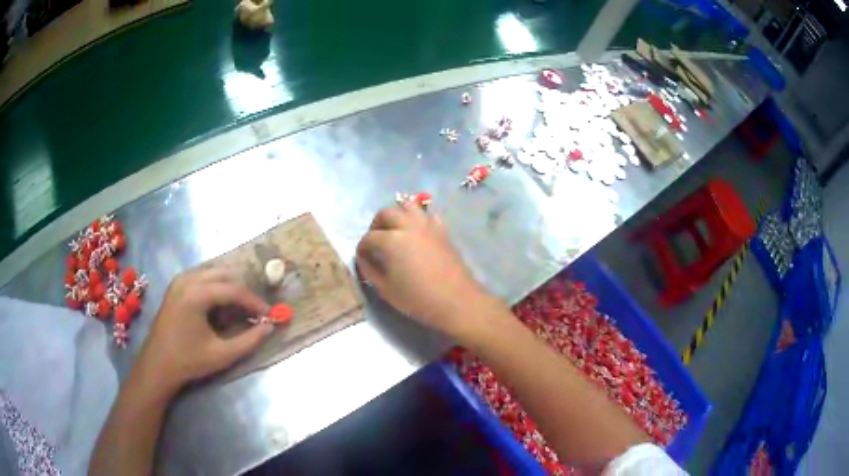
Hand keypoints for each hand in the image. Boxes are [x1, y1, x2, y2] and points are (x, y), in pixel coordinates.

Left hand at [136, 269, 273, 393]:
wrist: (157, 365)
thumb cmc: (189, 361)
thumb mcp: (222, 354)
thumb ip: (249, 340)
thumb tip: (270, 327)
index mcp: (196, 294)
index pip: (233, 289)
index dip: (254, 301)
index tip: (269, 314)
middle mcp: (187, 279)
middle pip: (224, 275)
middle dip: (243, 292)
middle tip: (255, 311)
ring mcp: (180, 280)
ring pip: (214, 273)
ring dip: (230, 288)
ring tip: (239, 310)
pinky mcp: (176, 286)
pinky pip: (203, 277)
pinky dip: (216, 287)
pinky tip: (220, 307)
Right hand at [357, 200, 496, 337]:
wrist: (456, 301)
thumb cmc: (417, 299)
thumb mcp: (386, 290)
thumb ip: (370, 271)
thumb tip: (364, 259)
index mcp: (391, 240)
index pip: (369, 237)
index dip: (362, 248)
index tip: (362, 258)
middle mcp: (408, 226)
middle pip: (386, 213)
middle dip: (376, 225)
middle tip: (375, 241)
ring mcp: (427, 226)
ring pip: (408, 206)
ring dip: (397, 215)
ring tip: (395, 231)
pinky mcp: (442, 231)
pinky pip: (427, 215)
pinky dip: (418, 219)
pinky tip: (416, 233)